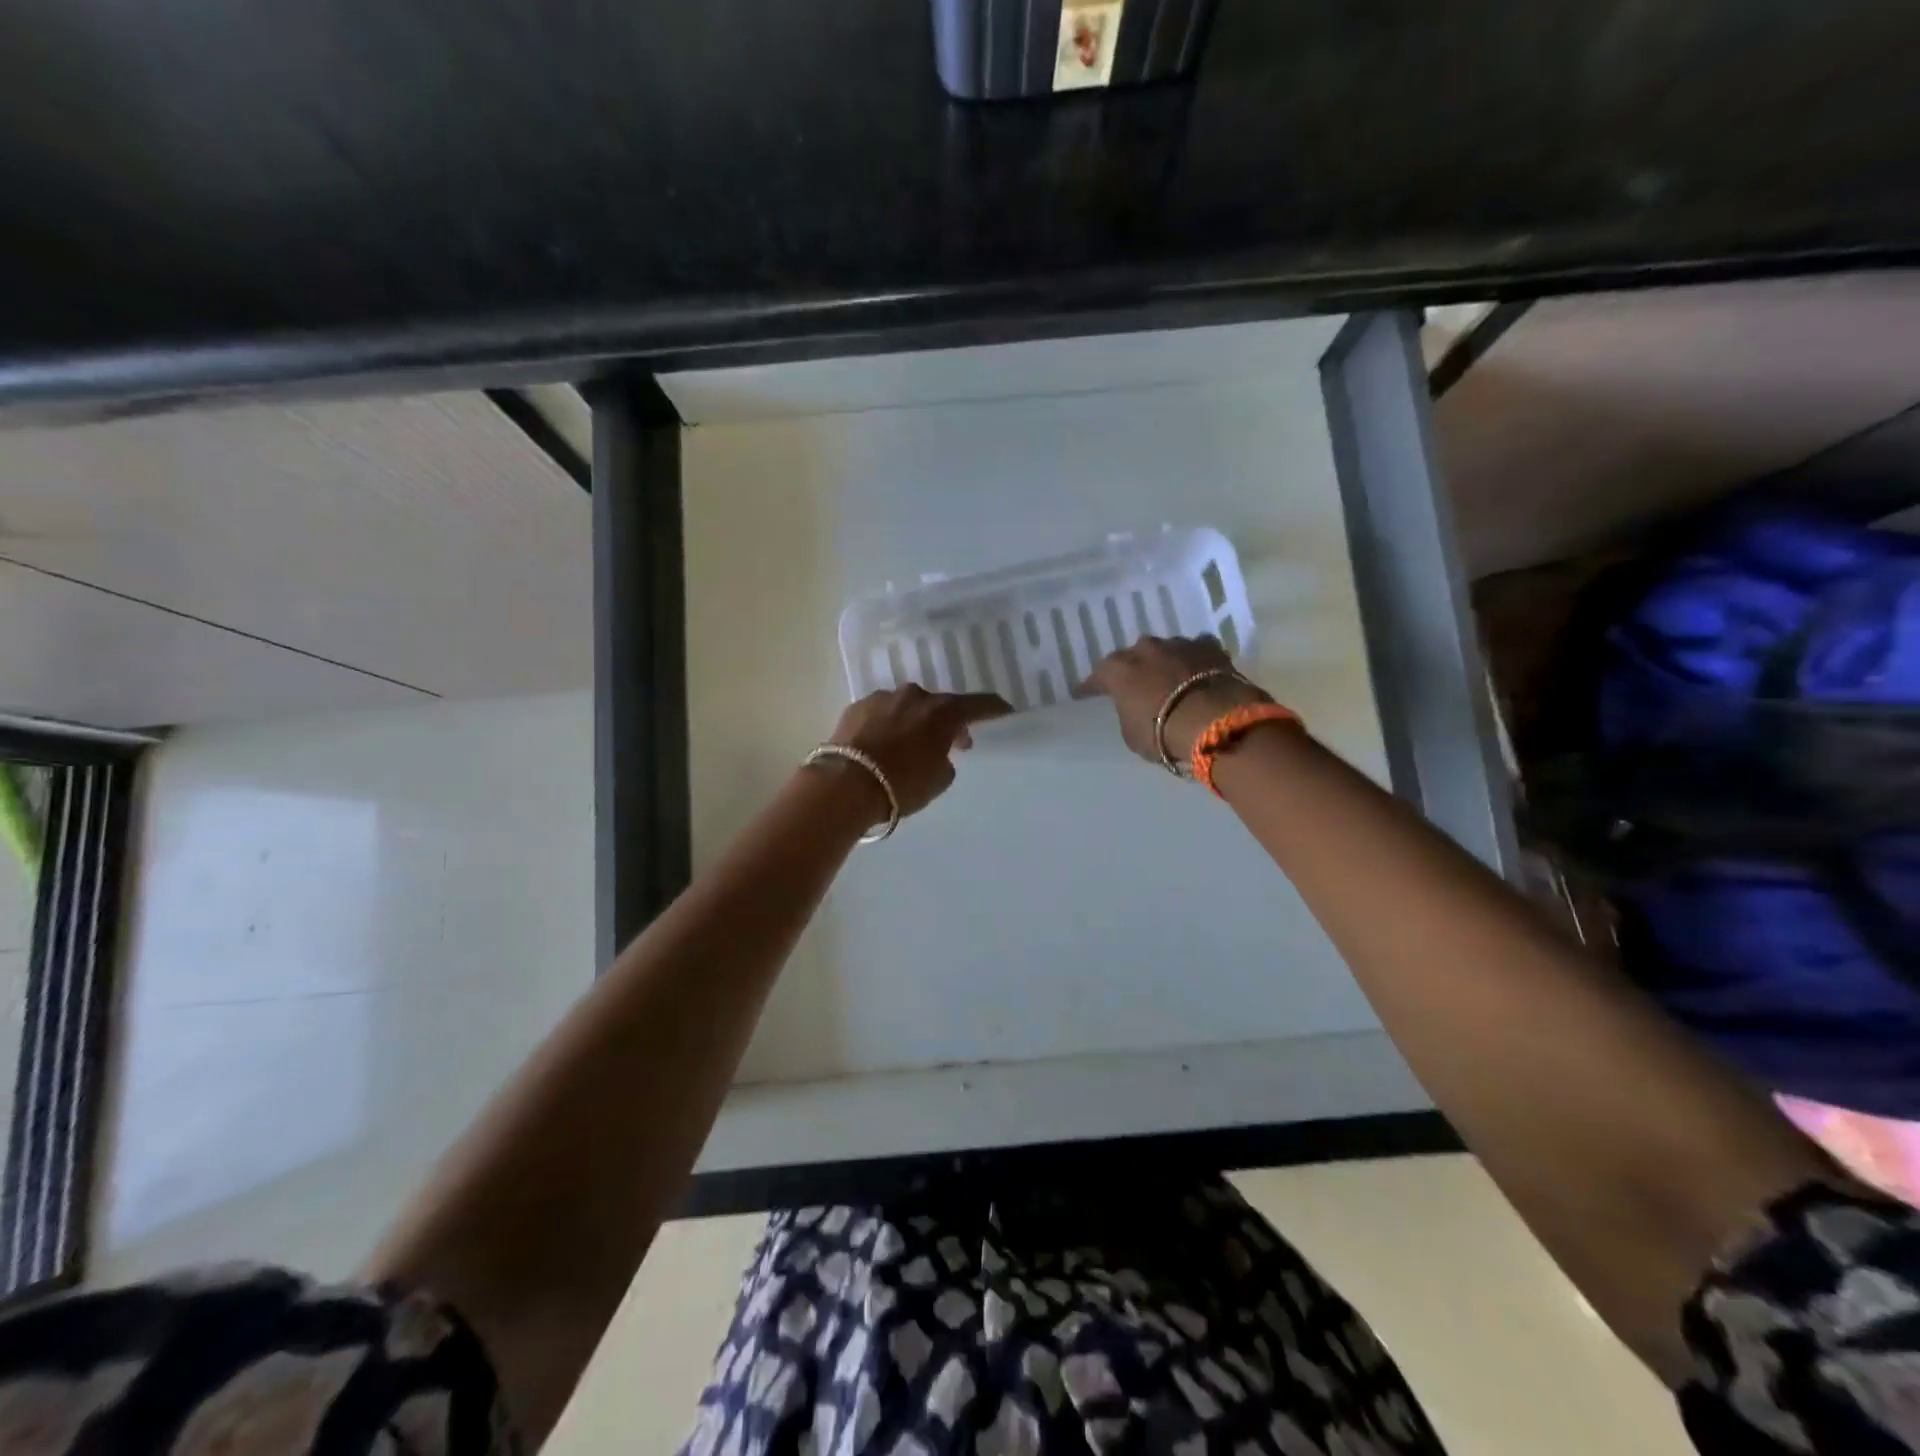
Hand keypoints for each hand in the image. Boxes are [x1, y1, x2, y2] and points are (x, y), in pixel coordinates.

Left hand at [821, 685, 1012, 820]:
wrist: (845, 784)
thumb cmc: (902, 784)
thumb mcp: (939, 780)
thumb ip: (946, 759)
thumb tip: (938, 752)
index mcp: (943, 711)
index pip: (979, 705)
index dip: (994, 709)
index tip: (1004, 711)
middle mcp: (915, 696)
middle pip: (939, 705)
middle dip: (946, 722)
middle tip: (950, 743)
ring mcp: (883, 698)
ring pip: (907, 707)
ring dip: (913, 722)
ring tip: (909, 745)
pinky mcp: (856, 706)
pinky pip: (881, 714)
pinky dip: (887, 725)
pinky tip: (881, 745)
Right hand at [1088, 636, 1270, 764]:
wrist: (1214, 720)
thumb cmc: (1162, 732)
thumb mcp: (1132, 734)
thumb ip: (1129, 715)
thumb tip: (1136, 710)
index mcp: (1118, 670)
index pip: (1097, 677)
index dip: (1090, 687)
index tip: (1083, 693)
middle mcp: (1144, 650)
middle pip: (1133, 657)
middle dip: (1133, 670)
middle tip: (1134, 685)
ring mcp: (1178, 644)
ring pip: (1165, 651)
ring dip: (1164, 663)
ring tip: (1169, 679)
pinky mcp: (1209, 647)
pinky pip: (1197, 650)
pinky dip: (1195, 660)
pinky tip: (1198, 670)